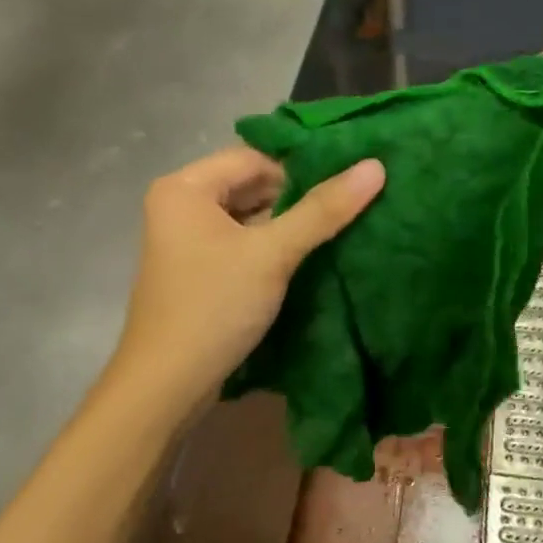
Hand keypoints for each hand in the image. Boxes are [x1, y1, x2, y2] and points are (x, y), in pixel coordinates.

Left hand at [110, 146, 384, 410]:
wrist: (166, 384)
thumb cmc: (214, 306)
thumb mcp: (272, 254)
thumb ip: (322, 210)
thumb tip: (375, 166)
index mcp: (185, 187)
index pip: (253, 158)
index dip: (300, 169)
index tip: (344, 185)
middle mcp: (179, 204)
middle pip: (249, 185)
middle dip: (295, 198)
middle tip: (347, 208)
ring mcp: (185, 239)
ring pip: (247, 217)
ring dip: (286, 225)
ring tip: (335, 230)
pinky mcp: (196, 269)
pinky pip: (239, 243)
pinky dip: (269, 247)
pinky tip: (305, 257)